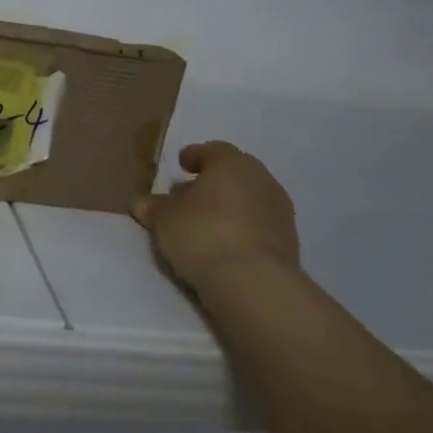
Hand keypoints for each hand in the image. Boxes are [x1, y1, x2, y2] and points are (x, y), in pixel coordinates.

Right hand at [132, 142, 300, 290]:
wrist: (253, 282)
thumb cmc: (203, 233)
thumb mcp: (164, 219)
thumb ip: (154, 207)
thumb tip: (142, 203)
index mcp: (232, 163)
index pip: (212, 150)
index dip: (194, 156)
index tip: (181, 164)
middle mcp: (261, 179)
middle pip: (233, 174)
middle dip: (211, 183)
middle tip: (189, 196)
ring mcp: (280, 211)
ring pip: (248, 200)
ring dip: (229, 207)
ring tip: (205, 224)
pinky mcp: (289, 242)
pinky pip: (258, 226)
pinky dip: (242, 229)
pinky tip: (225, 244)